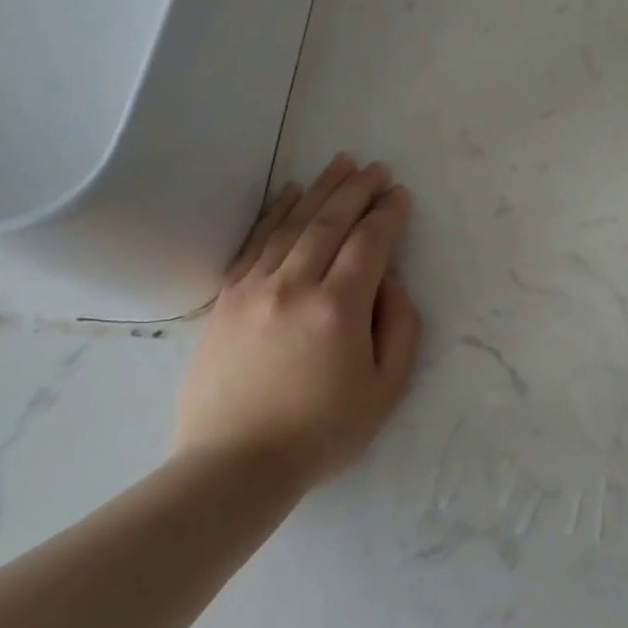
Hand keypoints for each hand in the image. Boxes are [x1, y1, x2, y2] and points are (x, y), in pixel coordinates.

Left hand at [175, 154, 422, 485]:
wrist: (235, 464)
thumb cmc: (321, 432)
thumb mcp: (385, 388)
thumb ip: (400, 326)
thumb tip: (389, 280)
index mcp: (338, 309)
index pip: (370, 243)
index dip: (388, 214)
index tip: (400, 194)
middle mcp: (295, 286)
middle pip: (331, 222)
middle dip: (358, 189)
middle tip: (377, 167)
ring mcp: (255, 288)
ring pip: (293, 224)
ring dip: (321, 189)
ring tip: (341, 162)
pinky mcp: (227, 298)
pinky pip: (255, 242)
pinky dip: (275, 212)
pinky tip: (289, 191)